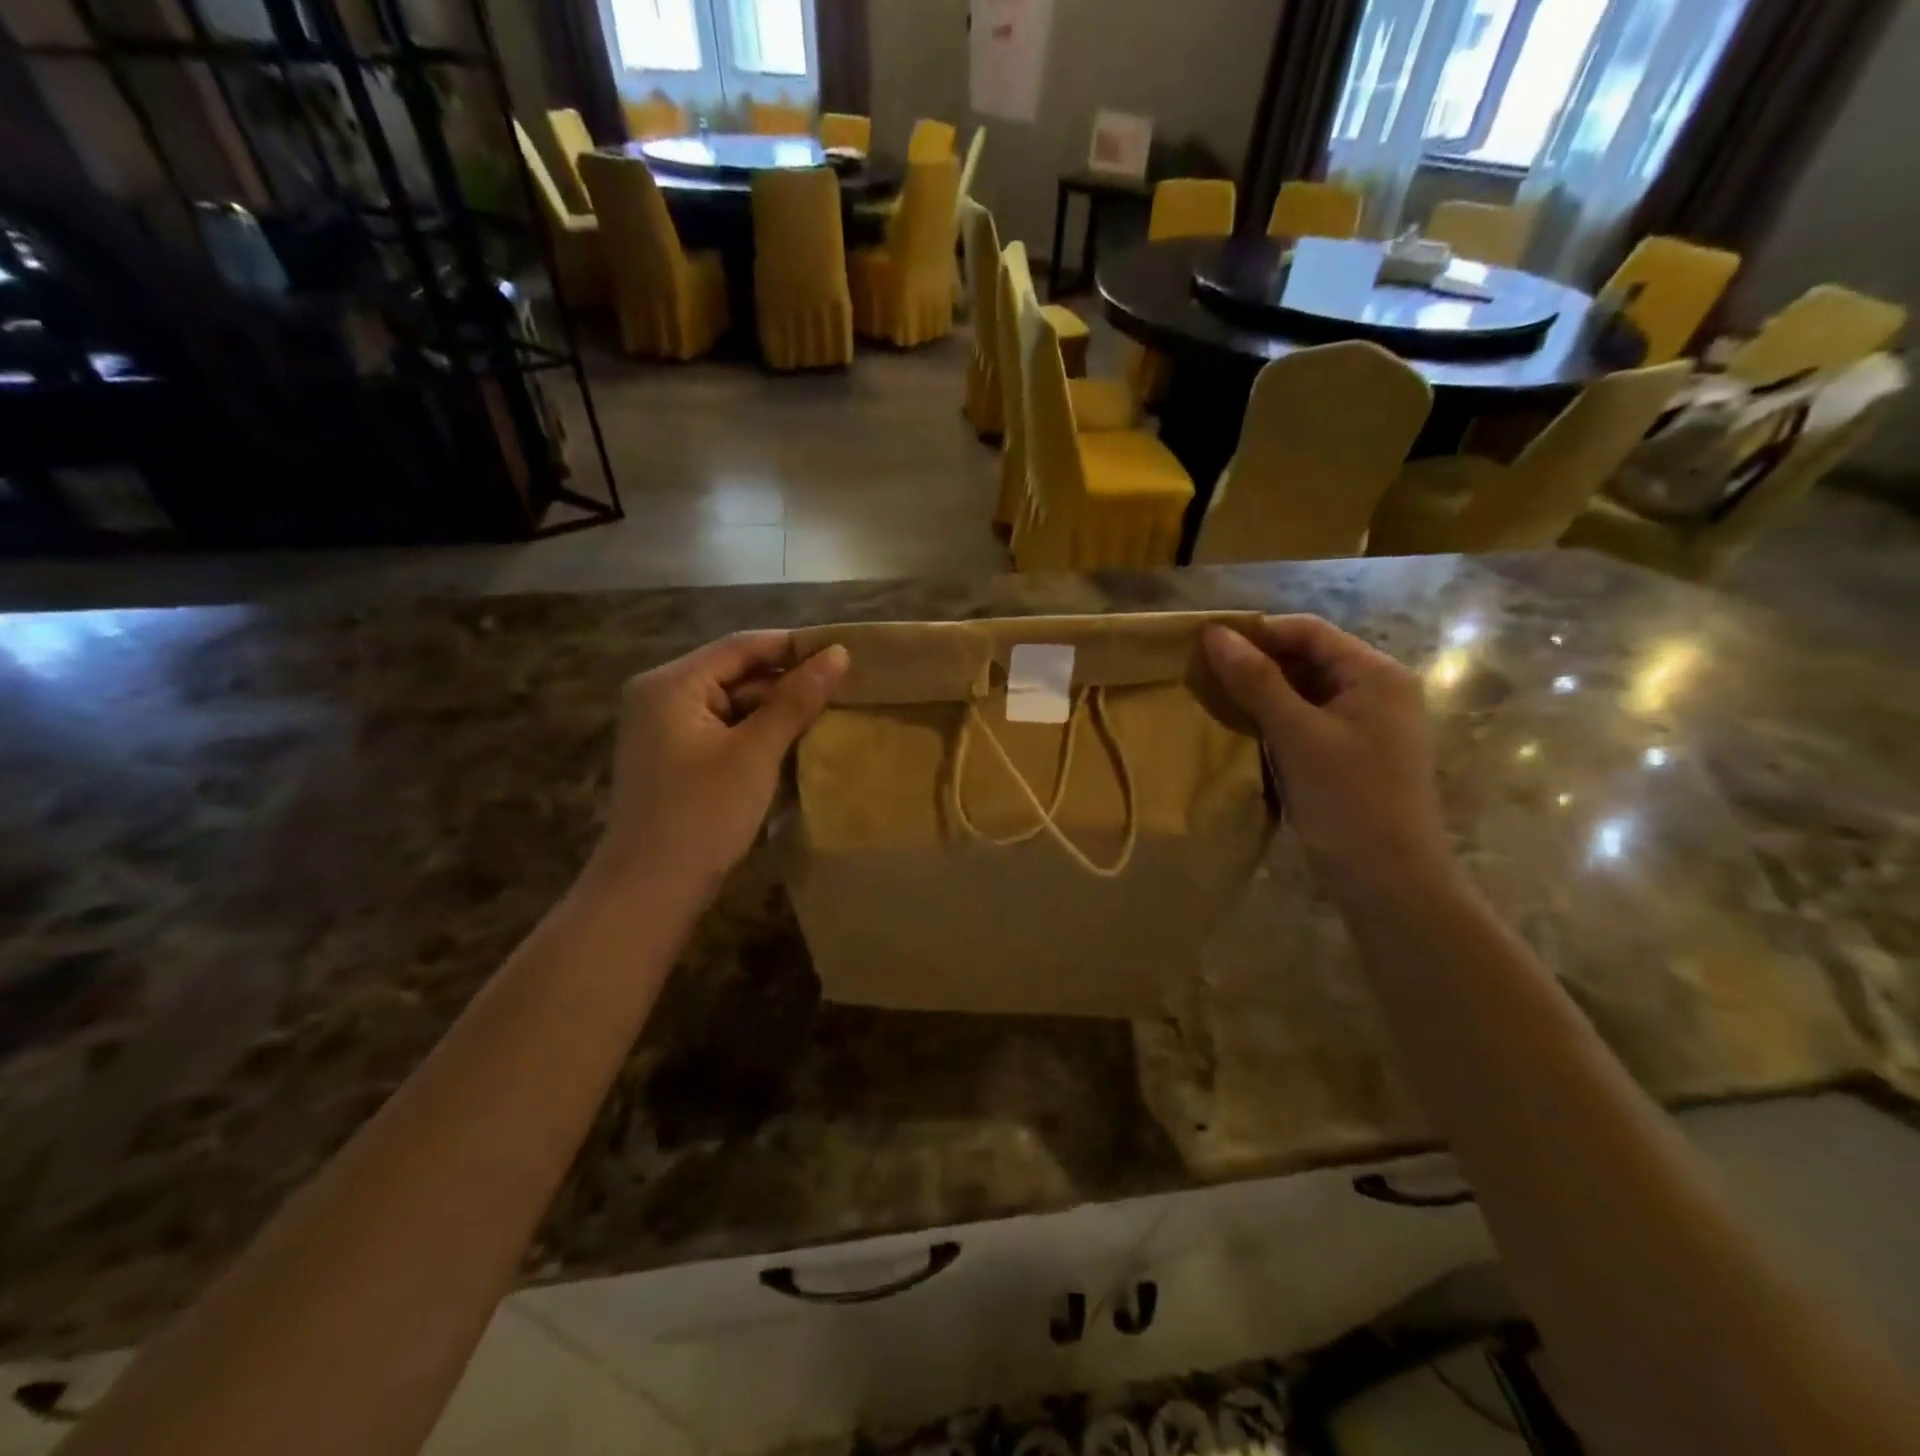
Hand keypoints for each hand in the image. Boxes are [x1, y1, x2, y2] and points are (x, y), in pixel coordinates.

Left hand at [588, 632, 848, 905]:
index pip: (742, 646)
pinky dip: (757, 736)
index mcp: (671, 684)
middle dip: (787, 683)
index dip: (795, 647)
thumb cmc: (702, 814)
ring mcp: (665, 731)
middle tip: (844, 691)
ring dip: (776, 712)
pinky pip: (724, 732)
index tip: (844, 654)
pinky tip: (793, 746)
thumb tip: (838, 654)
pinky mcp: (675, 760)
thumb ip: (795, 700)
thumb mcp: (755, 753)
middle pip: (735, 674)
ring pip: (732, 705)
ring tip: (828, 716)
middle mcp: (661, 697)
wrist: (650, 892)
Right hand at [1204, 616, 1451, 899]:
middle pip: (1308, 658)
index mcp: (1376, 674)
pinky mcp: (1352, 753)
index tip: (1205, 644)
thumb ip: (1256, 681)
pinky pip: (1307, 720)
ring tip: (1214, 699)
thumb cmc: (1348, 799)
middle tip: (1204, 674)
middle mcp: (1377, 690)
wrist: (1389, 880)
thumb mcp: (1297, 734)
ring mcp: (1366, 724)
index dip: (1257, 631)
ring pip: (1305, 691)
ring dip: (1262, 692)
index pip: (1309, 631)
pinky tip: (1242, 730)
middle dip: (1257, 662)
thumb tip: (1214, 634)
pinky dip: (1275, 719)